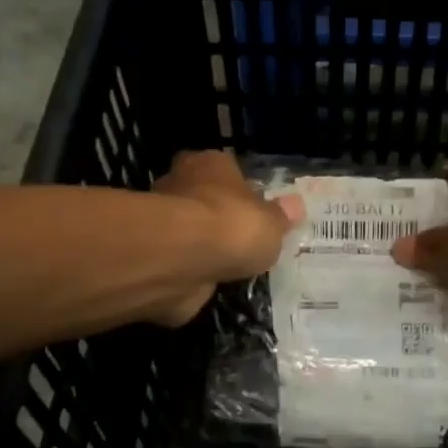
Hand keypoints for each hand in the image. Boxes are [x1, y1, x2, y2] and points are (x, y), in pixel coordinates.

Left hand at [150, 150, 302, 325]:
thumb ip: (280, 216)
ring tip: (231, 266)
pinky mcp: (153, 255)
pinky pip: (180, 261)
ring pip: (189, 232)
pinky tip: (211, 283)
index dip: (239, 188)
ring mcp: (162, 221)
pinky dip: (192, 272)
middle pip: (203, 198)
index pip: (225, 168)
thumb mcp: (272, 223)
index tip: (254, 208)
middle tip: (243, 239)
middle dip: (219, 217)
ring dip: (204, 247)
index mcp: (209, 164)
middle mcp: (180, 183)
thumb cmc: (233, 226)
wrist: (181, 260)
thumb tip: (294, 206)